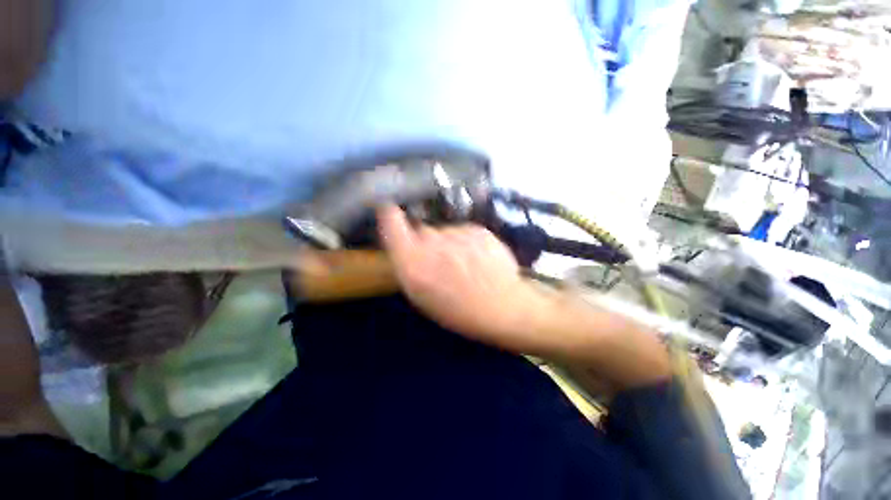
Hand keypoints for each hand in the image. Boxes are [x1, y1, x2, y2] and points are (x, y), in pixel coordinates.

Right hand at [377, 206, 541, 352]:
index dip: (389, 215)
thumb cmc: (459, 311)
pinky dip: (467, 242)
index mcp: (413, 263)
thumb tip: (407, 246)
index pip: (391, 222)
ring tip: (464, 264)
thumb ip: (409, 266)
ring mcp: (457, 232)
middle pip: (422, 231)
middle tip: (440, 262)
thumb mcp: (422, 297)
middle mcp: (432, 242)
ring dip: (448, 244)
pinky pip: (464, 232)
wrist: (505, 306)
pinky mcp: (477, 228)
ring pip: (445, 232)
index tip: (390, 213)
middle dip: (426, 243)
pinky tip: (478, 259)